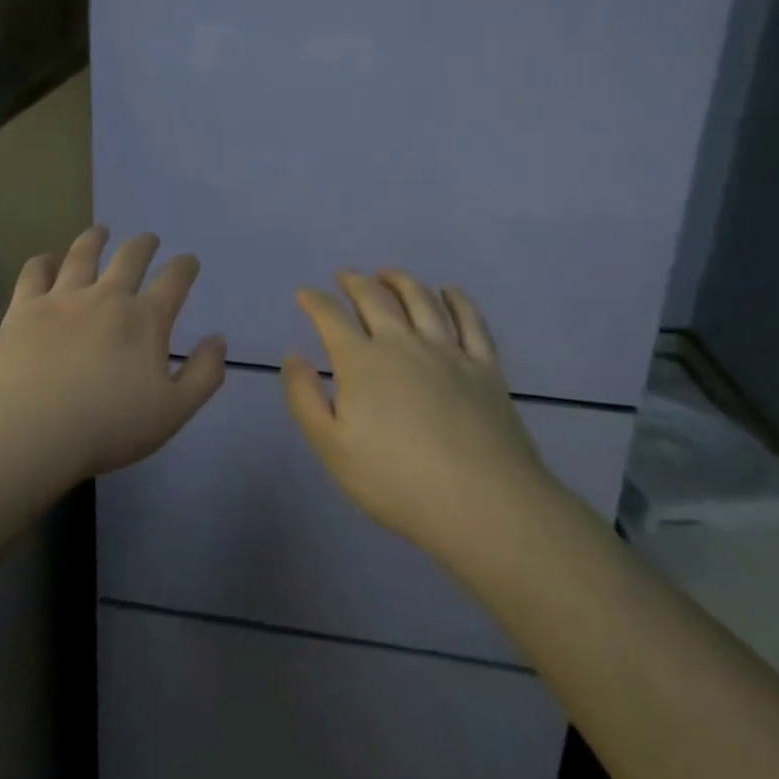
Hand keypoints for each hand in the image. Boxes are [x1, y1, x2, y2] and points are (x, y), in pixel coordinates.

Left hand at [0, 225, 226, 483]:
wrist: (32, 432)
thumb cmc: (108, 428)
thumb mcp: (173, 412)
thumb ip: (203, 374)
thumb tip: (218, 339)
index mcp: (145, 320)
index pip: (174, 281)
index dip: (185, 267)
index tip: (188, 261)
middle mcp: (106, 297)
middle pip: (130, 257)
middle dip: (144, 245)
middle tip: (149, 239)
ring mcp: (62, 298)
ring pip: (82, 255)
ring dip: (95, 239)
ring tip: (100, 230)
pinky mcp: (24, 308)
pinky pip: (35, 272)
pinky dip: (43, 262)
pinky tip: (47, 261)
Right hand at [282, 270, 555, 556]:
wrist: (483, 503)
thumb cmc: (396, 480)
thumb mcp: (331, 447)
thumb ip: (305, 397)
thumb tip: (293, 355)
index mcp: (361, 361)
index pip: (331, 317)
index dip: (314, 301)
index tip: (305, 293)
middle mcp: (402, 343)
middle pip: (375, 298)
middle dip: (355, 282)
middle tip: (344, 276)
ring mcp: (448, 351)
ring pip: (422, 299)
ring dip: (401, 281)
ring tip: (388, 274)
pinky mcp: (485, 367)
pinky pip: (471, 321)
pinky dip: (457, 300)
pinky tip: (450, 292)